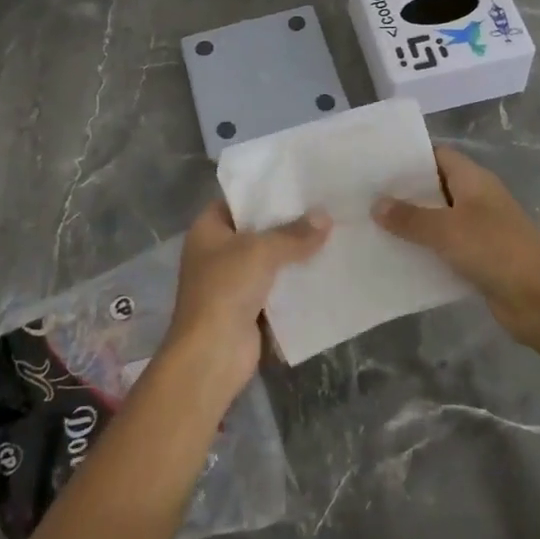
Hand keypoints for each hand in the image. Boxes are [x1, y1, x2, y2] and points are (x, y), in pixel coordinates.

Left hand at [163, 199, 330, 402]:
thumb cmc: (226, 289)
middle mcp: (216, 252)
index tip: (297, 184)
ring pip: (268, 260)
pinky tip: (324, 270)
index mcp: (207, 230)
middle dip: (286, 223)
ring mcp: (231, 282)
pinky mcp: (248, 308)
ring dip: (294, 254)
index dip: (264, 192)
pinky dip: (295, 282)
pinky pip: (276, 287)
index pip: (237, 200)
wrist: (212, 354)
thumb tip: (325, 217)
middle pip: (256, 230)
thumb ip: (294, 234)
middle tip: (323, 208)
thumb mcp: (261, 251)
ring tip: (331, 234)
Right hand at [374, 145, 539, 342]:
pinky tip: (401, 256)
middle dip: (406, 192)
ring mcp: (482, 227)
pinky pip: (448, 245)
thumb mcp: (445, 230)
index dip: (410, 158)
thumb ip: (409, 217)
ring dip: (415, 222)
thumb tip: (376, 204)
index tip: (378, 165)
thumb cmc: (493, 250)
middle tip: (368, 197)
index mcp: (475, 180)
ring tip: (376, 225)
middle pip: (437, 186)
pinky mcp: (482, 256)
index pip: (438, 155)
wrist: (539, 300)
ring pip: (441, 217)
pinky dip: (428, 248)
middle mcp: (479, 198)